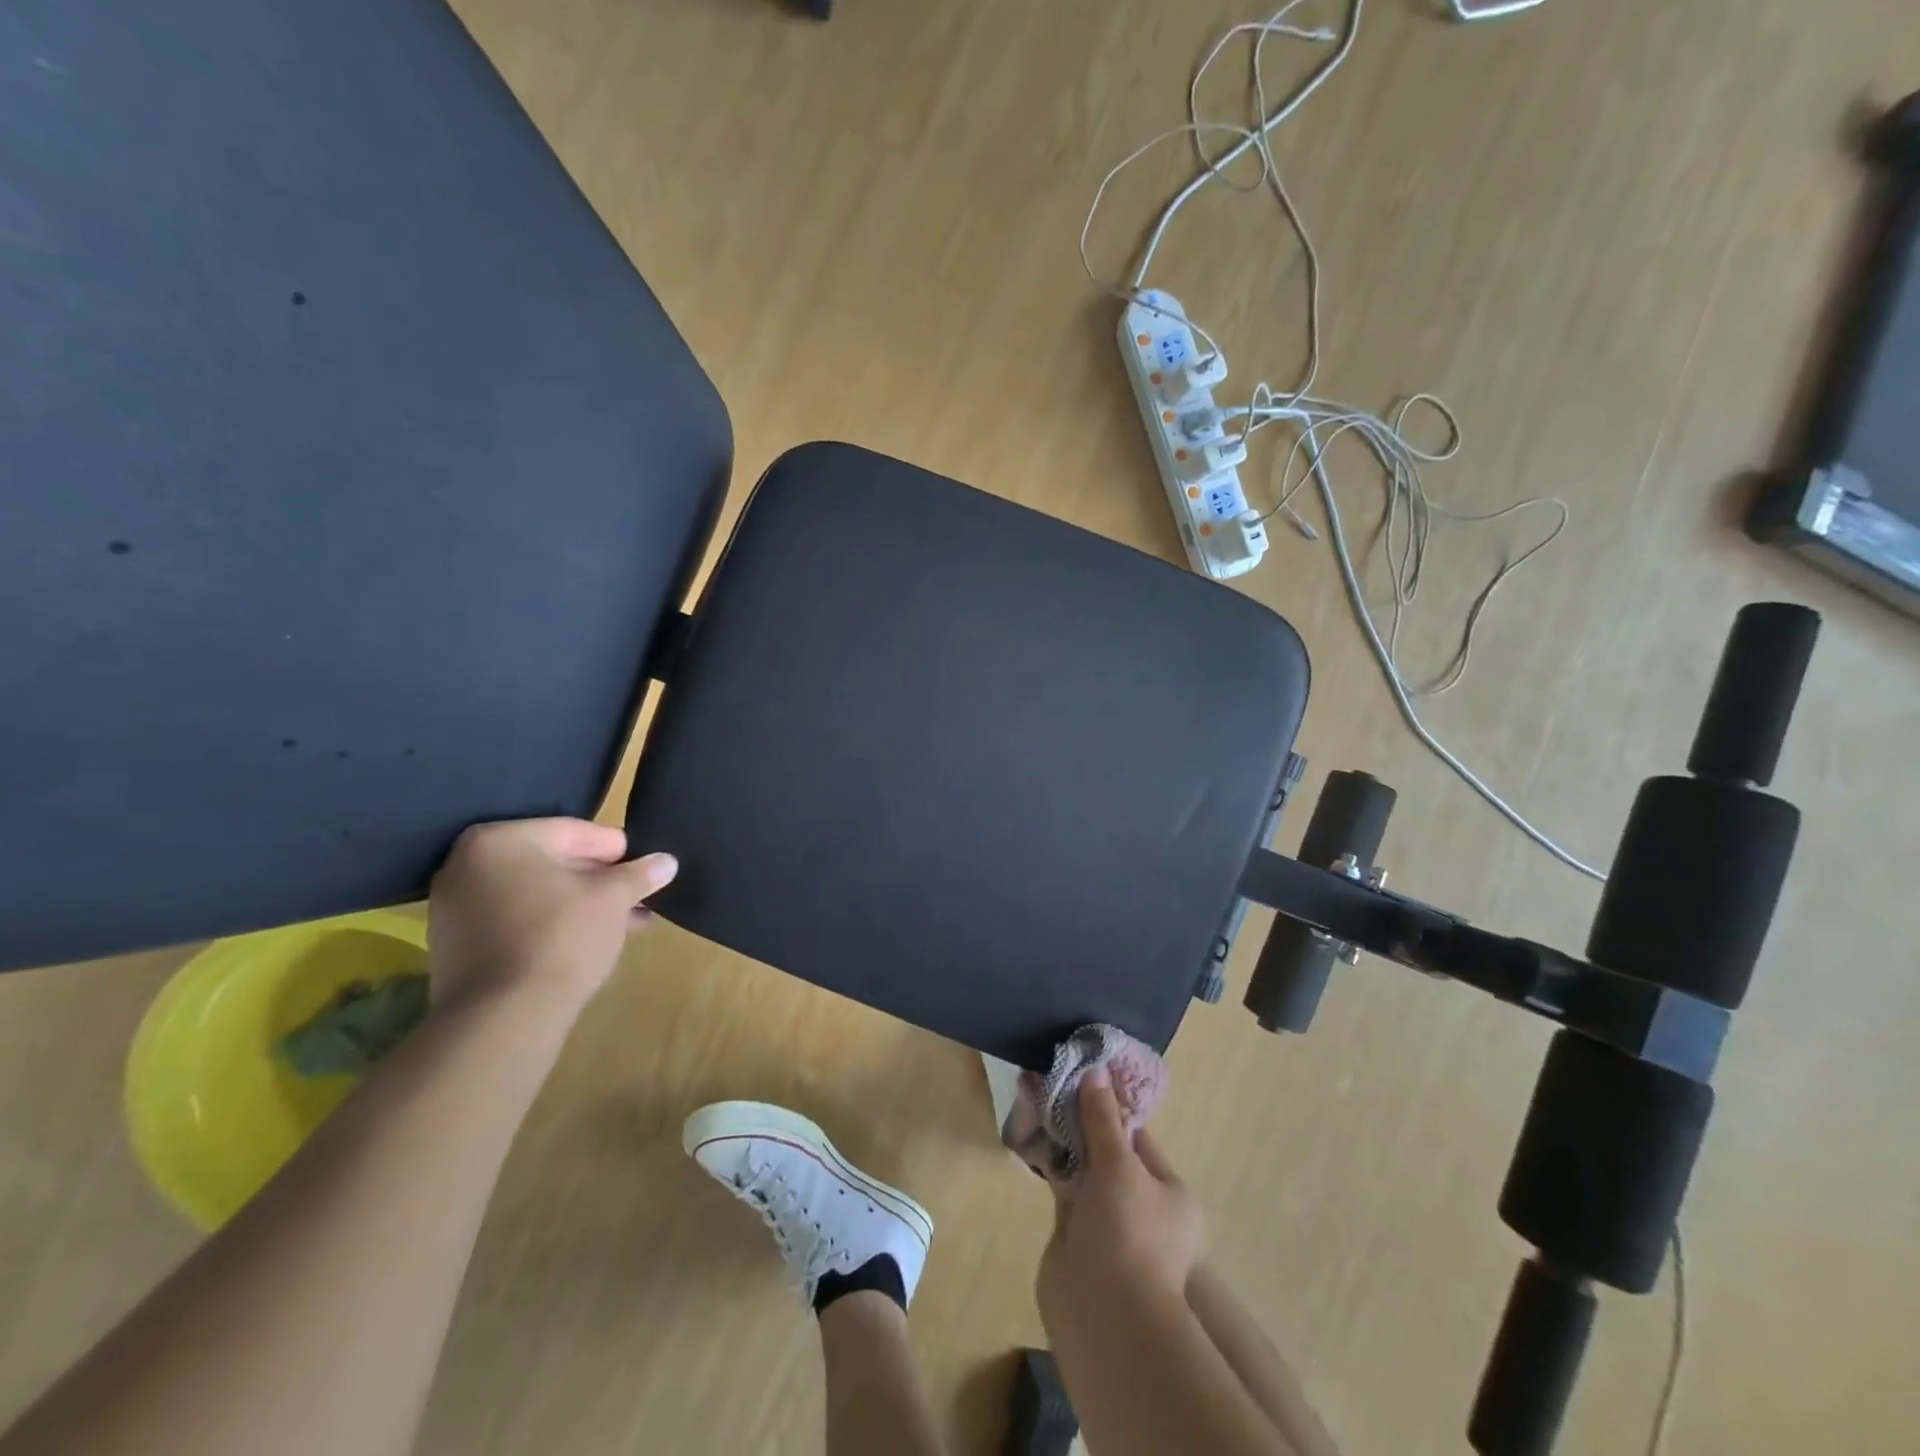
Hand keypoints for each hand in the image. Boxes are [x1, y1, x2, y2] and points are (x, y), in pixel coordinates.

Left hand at [427, 818, 677, 1016]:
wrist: (503, 1016)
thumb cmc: (561, 936)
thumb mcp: (613, 898)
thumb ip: (639, 874)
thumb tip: (667, 861)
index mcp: (500, 840)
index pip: (573, 832)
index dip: (616, 849)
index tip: (644, 867)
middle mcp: (467, 865)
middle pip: (551, 862)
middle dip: (599, 880)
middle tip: (637, 894)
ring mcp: (455, 908)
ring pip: (536, 894)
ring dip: (580, 904)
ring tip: (625, 922)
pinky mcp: (456, 946)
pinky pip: (515, 921)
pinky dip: (551, 925)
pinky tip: (590, 941)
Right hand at [1037, 1070, 1205, 1318]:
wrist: (1105, 1316)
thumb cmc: (1129, 1233)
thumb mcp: (1121, 1166)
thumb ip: (1103, 1120)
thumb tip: (1095, 1071)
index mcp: (1170, 1194)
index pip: (1140, 1138)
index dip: (1113, 1105)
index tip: (1086, 1073)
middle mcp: (1142, 1207)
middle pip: (1110, 1151)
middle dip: (1084, 1118)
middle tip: (1056, 1079)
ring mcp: (1108, 1222)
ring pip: (1084, 1167)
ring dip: (1064, 1136)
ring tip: (1039, 1093)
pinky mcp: (1075, 1234)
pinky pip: (1064, 1186)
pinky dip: (1051, 1160)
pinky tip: (1032, 1130)